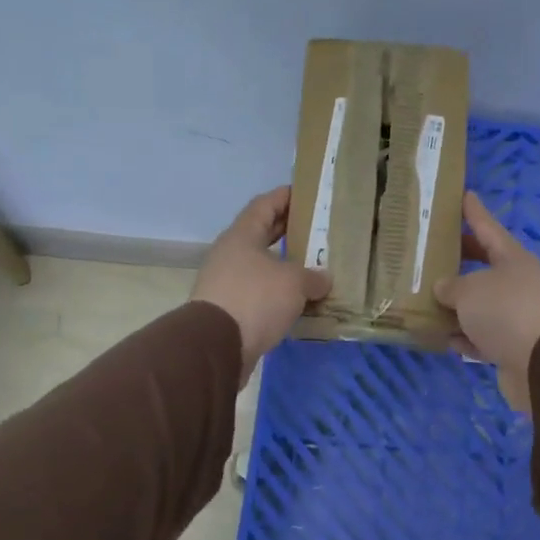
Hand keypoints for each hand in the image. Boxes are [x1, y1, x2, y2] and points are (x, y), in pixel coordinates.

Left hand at [192, 187, 330, 383]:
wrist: (216, 346)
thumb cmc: (255, 298)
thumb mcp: (294, 282)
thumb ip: (313, 277)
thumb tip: (323, 279)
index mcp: (242, 236)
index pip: (264, 205)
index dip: (285, 196)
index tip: (306, 194)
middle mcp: (230, 254)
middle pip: (262, 235)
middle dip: (288, 232)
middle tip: (317, 231)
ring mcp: (226, 282)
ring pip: (261, 266)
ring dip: (285, 267)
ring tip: (314, 269)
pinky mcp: (228, 310)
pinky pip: (259, 293)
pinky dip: (278, 294)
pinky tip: (299, 301)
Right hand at [434, 191, 539, 413]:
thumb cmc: (505, 311)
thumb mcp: (470, 290)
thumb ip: (451, 286)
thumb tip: (444, 289)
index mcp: (512, 259)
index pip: (488, 228)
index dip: (474, 212)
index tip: (464, 194)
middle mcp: (516, 284)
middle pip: (483, 266)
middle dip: (460, 259)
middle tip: (434, 250)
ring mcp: (515, 316)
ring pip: (480, 304)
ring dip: (457, 304)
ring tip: (426, 298)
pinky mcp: (511, 346)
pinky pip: (480, 335)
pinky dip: (463, 336)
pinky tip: (442, 337)